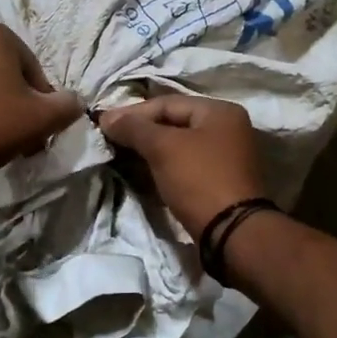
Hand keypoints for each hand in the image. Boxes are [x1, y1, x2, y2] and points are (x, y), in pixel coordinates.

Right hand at [98, 94, 265, 238]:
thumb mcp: (163, 148)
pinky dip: (164, 166)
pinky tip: (143, 173)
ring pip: (179, 145)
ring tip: (121, 156)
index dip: (133, 113)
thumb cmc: (199, 179)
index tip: (104, 125)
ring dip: (150, 150)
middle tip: (110, 140)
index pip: (167, 103)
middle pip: (174, 122)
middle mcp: (227, 128)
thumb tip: (107, 118)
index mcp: (219, 111)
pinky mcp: (220, 181)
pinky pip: (185, 164)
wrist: (232, 233)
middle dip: (141, 132)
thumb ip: (134, 129)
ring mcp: (226, 156)